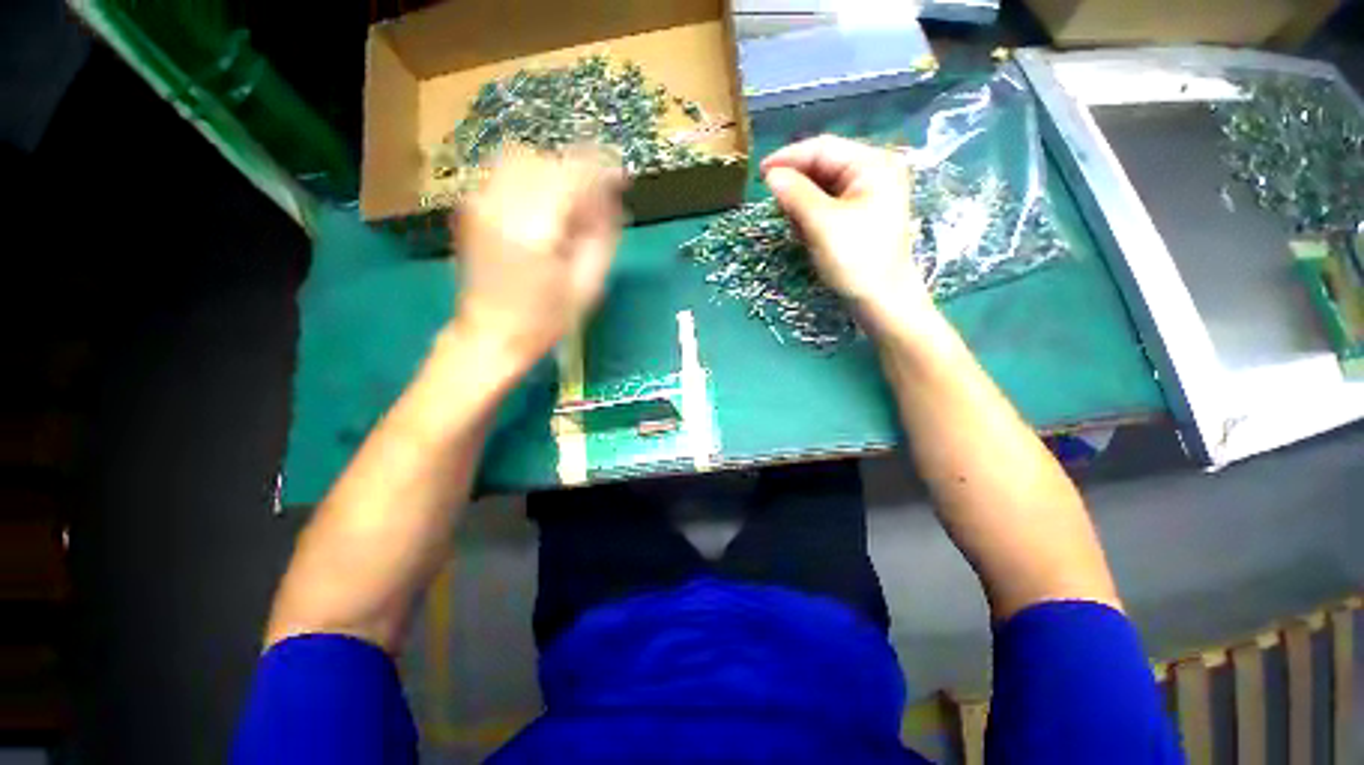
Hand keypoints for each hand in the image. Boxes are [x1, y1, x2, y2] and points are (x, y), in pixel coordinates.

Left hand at [453, 148, 623, 374]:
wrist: (490, 335)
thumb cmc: (545, 321)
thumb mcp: (587, 287)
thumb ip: (602, 238)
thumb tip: (611, 201)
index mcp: (533, 233)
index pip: (570, 176)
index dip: (600, 170)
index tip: (621, 177)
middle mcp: (501, 208)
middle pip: (545, 161)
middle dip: (578, 171)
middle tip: (596, 198)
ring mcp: (479, 203)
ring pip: (522, 158)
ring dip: (554, 171)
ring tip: (570, 200)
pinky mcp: (471, 206)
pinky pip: (505, 172)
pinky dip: (533, 177)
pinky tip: (545, 204)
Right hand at [761, 135, 934, 335]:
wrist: (882, 301)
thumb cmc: (856, 260)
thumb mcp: (822, 224)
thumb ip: (795, 194)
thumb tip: (771, 174)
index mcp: (872, 164)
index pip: (822, 148)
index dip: (788, 158)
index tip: (759, 173)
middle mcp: (873, 172)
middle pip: (823, 166)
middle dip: (797, 186)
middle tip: (776, 206)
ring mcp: (868, 195)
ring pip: (823, 188)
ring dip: (803, 204)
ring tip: (797, 228)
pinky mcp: (860, 216)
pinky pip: (828, 206)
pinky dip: (812, 216)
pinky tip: (807, 234)